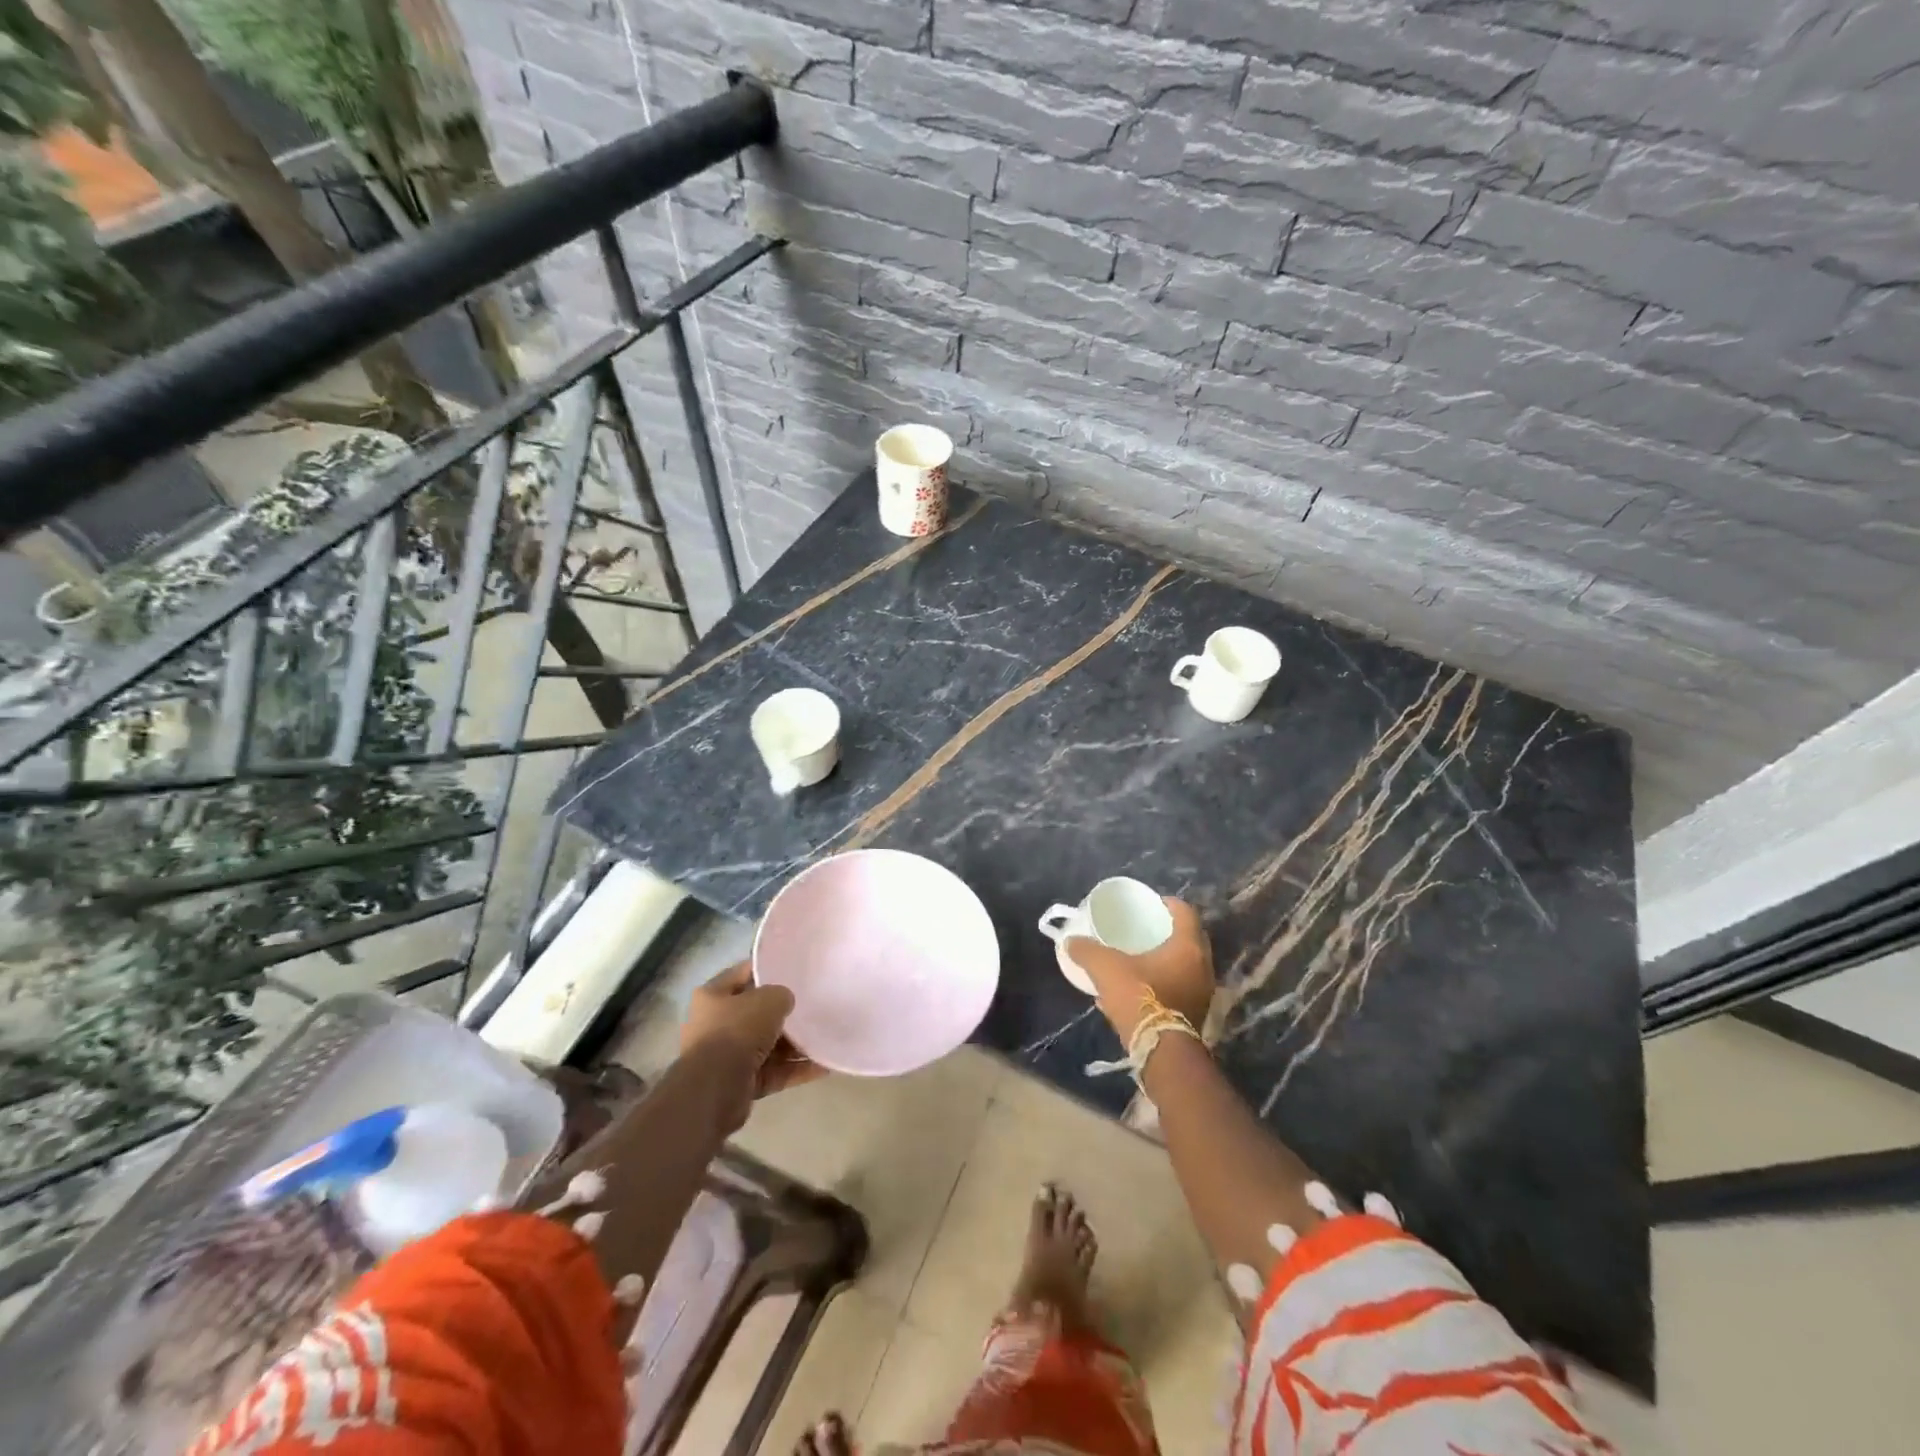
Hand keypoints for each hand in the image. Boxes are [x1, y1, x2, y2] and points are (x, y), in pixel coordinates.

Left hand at [681, 963, 822, 1130]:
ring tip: (824, 1038)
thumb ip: (782, 995)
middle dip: (783, 1013)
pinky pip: (773, 1071)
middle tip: (813, 1007)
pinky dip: (795, 1070)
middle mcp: (715, 1024)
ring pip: (767, 1045)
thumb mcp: (769, 999)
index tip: (795, 970)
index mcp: (712, 995)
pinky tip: (823, 1066)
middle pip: (756, 1013)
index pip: (744, 973)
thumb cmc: (738, 1030)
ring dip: (794, 1045)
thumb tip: (785, 1004)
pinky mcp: (740, 1083)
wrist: (716, 1088)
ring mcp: (726, 1056)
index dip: (769, 969)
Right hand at [1068, 898, 1215, 1044]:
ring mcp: (1203, 992)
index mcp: (1187, 947)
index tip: (1152, 903)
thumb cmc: (1139, 998)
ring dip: (1168, 960)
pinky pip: (1182, 988)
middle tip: (1146, 928)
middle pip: (1189, 938)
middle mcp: (1202, 967)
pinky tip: (1141, 989)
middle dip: (1168, 932)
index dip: (1169, 903)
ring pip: (1186, 966)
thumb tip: (1071, 941)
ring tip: (1142, 958)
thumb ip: (1088, 951)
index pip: (1185, 912)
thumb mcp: (1106, 968)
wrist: (1160, 1051)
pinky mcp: (1196, 1014)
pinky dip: (1166, 982)